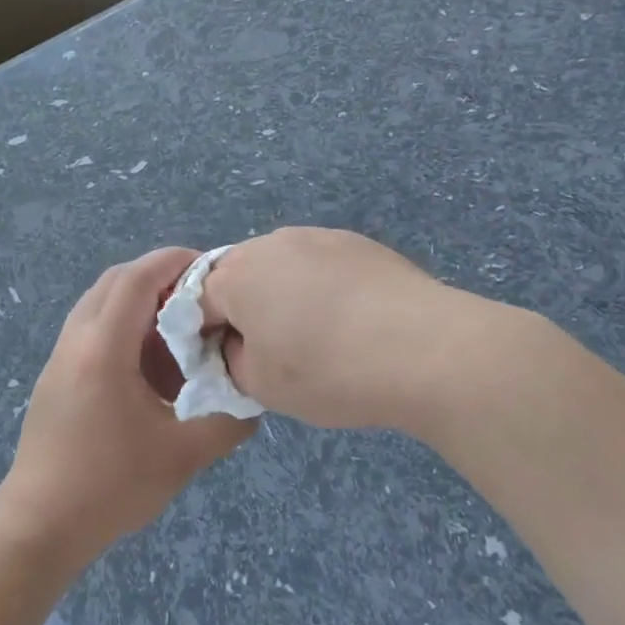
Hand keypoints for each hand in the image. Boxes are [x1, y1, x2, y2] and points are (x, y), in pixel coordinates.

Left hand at [0, 248, 255, 568]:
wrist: (39, 525)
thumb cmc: (109, 487)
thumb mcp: (182, 457)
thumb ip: (227, 424)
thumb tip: (253, 402)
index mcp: (103, 348)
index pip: (138, 277)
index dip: (175, 261)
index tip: (212, 267)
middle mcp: (76, 339)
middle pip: (116, 280)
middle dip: (160, 277)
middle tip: (199, 298)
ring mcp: (60, 357)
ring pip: (100, 304)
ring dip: (139, 304)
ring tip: (178, 333)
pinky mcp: (55, 376)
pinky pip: (91, 329)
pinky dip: (122, 328)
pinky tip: (149, 367)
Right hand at [198, 227, 509, 432]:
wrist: (426, 348)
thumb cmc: (328, 370)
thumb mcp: (261, 386)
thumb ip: (232, 361)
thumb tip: (240, 342)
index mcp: (237, 274)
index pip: (198, 302)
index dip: (207, 335)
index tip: (231, 364)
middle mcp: (272, 242)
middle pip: (240, 275)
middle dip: (245, 309)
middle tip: (271, 350)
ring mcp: (320, 237)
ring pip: (282, 267)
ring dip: (284, 296)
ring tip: (317, 336)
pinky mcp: (359, 243)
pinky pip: (321, 265)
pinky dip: (323, 289)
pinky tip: (351, 321)